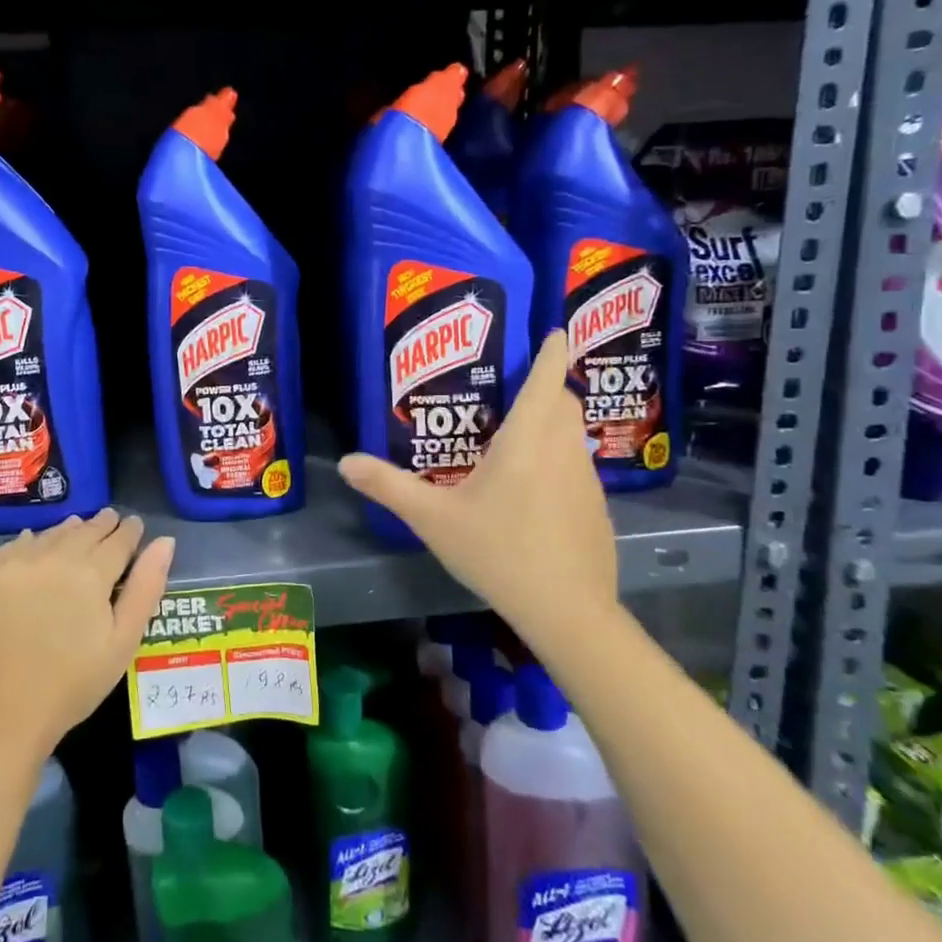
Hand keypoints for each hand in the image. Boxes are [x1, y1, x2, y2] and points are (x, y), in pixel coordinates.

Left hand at [0, 510, 173, 759]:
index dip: (130, 531)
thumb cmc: (72, 685)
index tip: (133, 526)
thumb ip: (146, 587)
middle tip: (109, 521)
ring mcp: (13, 561)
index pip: (119, 538)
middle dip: (101, 525)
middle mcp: (53, 555)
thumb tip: (165, 541)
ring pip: (50, 534)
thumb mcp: (123, 642)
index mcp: (92, 572)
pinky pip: (13, 546)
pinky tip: (34, 549)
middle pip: (84, 529)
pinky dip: (29, 544)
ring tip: (76, 531)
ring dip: (67, 531)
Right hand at [338, 329, 617, 638]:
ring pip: (572, 433)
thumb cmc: (499, 552)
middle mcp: (564, 449)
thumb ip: (389, 487)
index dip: (552, 349)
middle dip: (547, 385)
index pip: (547, 378)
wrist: (567, 612)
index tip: (553, 329)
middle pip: (564, 402)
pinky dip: (558, 457)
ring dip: (552, 422)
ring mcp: (586, 479)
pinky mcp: (595, 507)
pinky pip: (576, 464)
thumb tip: (346, 462)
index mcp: (528, 439)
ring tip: (513, 433)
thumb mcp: (433, 519)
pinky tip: (530, 488)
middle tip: (511, 387)